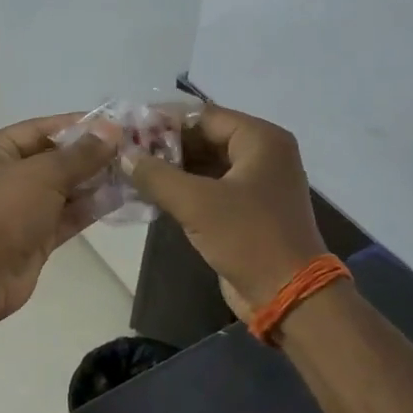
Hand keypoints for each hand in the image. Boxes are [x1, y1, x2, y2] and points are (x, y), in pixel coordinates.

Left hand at [0, 115, 118, 329]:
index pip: (41, 128)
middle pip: (53, 158)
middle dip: (90, 155)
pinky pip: (66, 215)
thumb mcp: (42, 175)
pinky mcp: (34, 237)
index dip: (78, 125)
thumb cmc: (2, 212)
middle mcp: (5, 175)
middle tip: (132, 148)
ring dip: (94, 181)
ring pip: (63, 189)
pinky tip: (120, 198)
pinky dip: (89, 208)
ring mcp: (20, 208)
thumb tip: (111, 130)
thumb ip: (80, 154)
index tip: (116, 123)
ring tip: (133, 171)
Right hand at [125, 106, 326, 318]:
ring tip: (130, 170)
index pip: (204, 115)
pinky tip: (150, 193)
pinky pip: (210, 187)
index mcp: (260, 139)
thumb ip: (156, 174)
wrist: (289, 297)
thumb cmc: (248, 238)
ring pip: (205, 163)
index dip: (164, 120)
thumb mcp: (196, 203)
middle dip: (165, 145)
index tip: (127, 127)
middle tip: (124, 150)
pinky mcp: (247, 209)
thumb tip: (123, 154)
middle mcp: (262, 153)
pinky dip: (183, 188)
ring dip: (171, 168)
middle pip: (204, 137)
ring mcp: (256, 182)